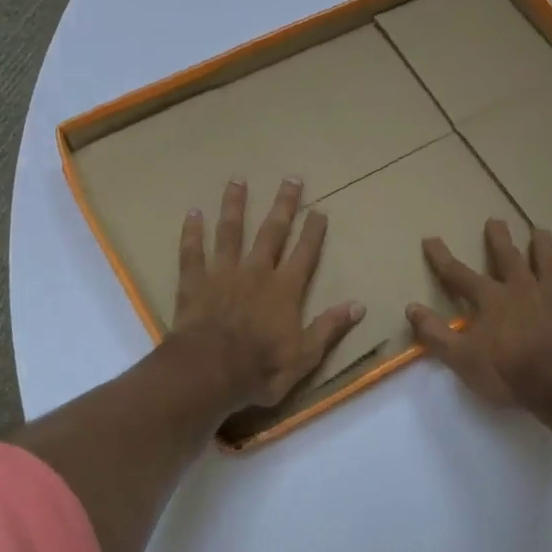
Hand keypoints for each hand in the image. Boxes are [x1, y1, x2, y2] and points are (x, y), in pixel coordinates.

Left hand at [170, 177, 364, 408]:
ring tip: (238, 180)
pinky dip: (192, 232)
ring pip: (231, 231)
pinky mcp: (195, 281)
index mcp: (285, 290)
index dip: (314, 232)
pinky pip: (192, 251)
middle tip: (290, 178)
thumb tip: (359, 306)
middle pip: (272, 232)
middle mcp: (256, 272)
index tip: (319, 210)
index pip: (305, 254)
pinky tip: (192, 212)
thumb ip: (329, 328)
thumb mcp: (304, 357)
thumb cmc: (259, 369)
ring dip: (235, 205)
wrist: (208, 372)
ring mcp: (223, 273)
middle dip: (283, 205)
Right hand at [407, 219, 551, 419]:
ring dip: (540, 244)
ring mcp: (550, 295)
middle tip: (495, 219)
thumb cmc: (508, 371)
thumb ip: (435, 333)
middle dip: (498, 238)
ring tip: (539, 230)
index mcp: (489, 299)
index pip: (458, 274)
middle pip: (507, 256)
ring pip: (544, 261)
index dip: (441, 257)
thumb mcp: (462, 358)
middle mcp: (519, 288)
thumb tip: (411, 307)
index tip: (430, 238)